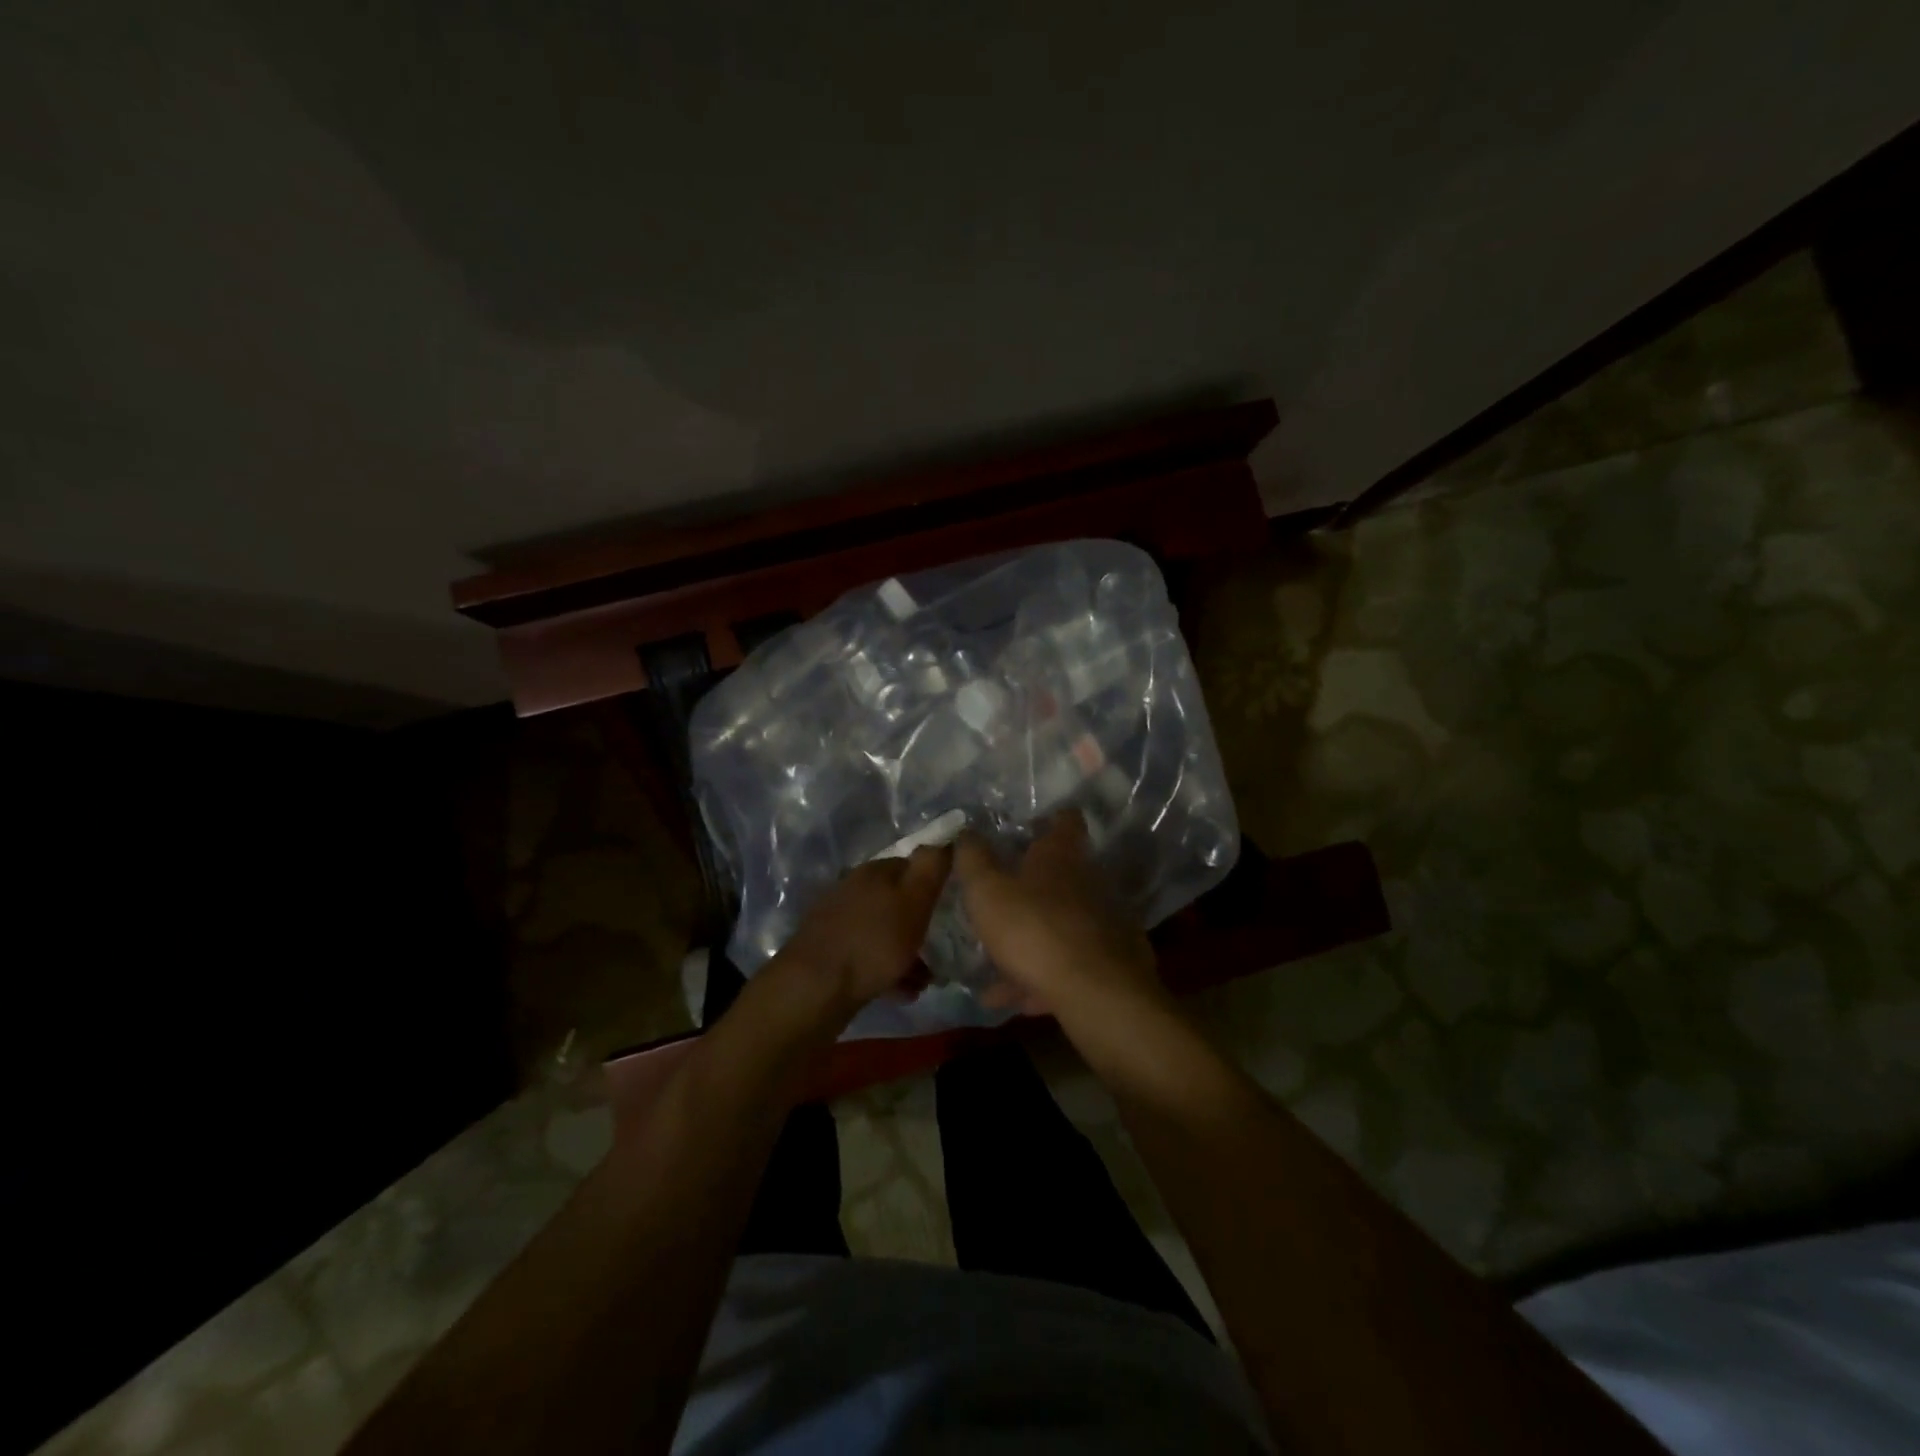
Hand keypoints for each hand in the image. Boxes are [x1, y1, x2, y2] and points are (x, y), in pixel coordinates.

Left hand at [769, 845, 952, 1022]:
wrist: (815, 988)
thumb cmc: (873, 941)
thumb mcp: (914, 901)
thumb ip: (931, 868)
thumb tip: (943, 840)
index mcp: (873, 871)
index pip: (911, 866)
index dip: (933, 885)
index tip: (950, 908)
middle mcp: (852, 889)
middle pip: (896, 901)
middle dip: (919, 924)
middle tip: (940, 949)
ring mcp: (837, 920)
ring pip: (883, 930)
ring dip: (906, 952)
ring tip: (926, 980)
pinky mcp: (829, 951)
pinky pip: (867, 955)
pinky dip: (887, 970)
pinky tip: (901, 992)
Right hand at [953, 811, 1166, 1025]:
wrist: (1096, 993)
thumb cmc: (1034, 928)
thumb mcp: (987, 891)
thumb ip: (973, 859)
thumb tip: (966, 831)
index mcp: (1061, 855)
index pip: (1066, 819)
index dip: (1048, 819)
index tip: (1027, 829)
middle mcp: (1089, 881)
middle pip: (1062, 874)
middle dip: (1032, 886)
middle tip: (999, 900)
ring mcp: (1104, 922)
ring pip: (1060, 924)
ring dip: (1031, 940)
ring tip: (995, 964)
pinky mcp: (1110, 962)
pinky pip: (1068, 964)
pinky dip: (1042, 978)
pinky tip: (1014, 1000)